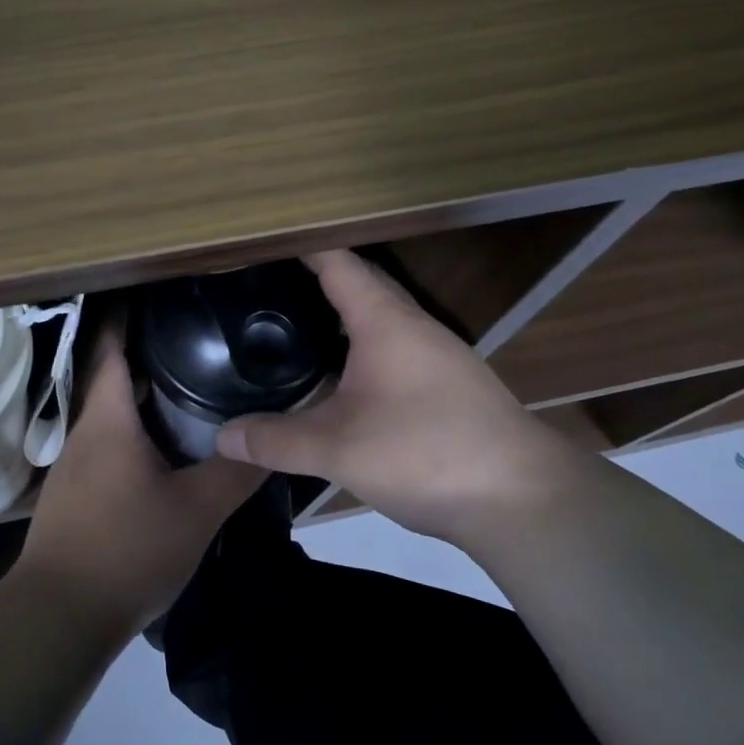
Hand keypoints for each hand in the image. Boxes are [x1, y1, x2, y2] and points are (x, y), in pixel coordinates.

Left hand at [14, 325, 265, 635]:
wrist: (58, 617)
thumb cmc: (127, 550)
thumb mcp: (196, 511)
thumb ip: (237, 472)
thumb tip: (272, 441)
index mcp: (107, 419)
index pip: (111, 346)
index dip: (129, 313)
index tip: (159, 290)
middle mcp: (84, 431)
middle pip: (112, 374)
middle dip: (148, 352)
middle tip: (196, 336)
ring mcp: (74, 464)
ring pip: (110, 412)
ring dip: (142, 393)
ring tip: (187, 382)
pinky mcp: (75, 492)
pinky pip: (107, 442)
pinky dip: (134, 428)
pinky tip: (163, 445)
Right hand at [214, 249, 569, 541]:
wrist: (523, 500)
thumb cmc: (425, 452)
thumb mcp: (337, 449)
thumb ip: (276, 440)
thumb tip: (220, 436)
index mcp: (385, 322)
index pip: (338, 263)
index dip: (300, 248)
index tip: (261, 244)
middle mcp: (413, 328)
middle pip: (360, 286)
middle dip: (315, 280)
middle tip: (265, 286)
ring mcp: (436, 357)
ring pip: (379, 321)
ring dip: (340, 316)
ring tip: (293, 326)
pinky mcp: (447, 388)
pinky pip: (392, 350)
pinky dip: (358, 349)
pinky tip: (339, 379)